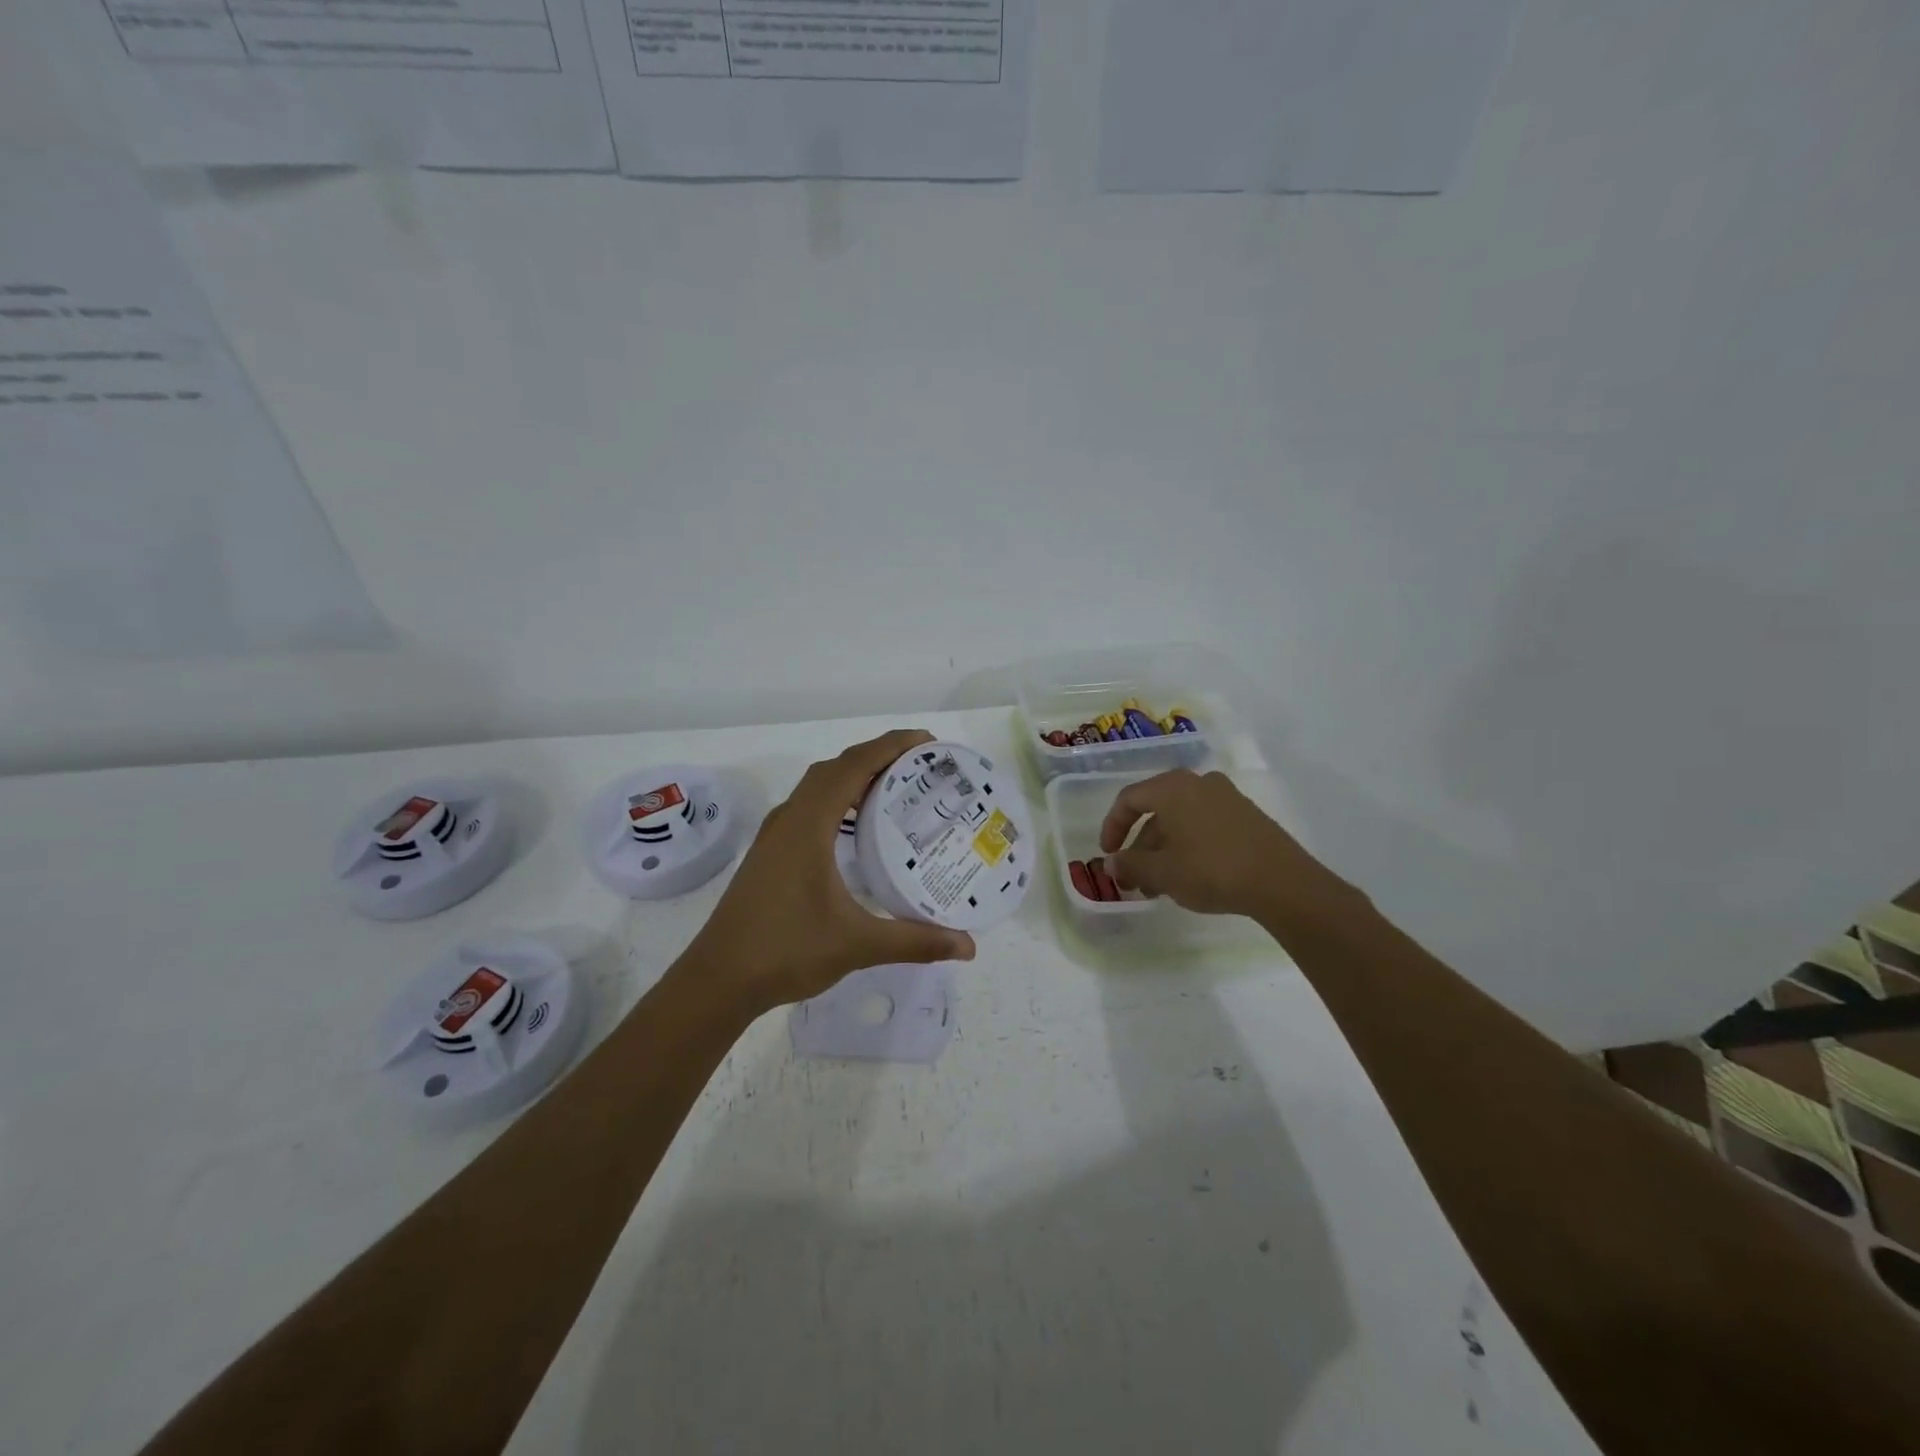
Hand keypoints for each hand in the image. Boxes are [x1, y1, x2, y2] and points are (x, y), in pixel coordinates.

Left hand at [683, 728, 976, 1013]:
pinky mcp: (770, 853)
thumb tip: (968, 947)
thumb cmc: (785, 951)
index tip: (927, 742)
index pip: (853, 766)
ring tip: (896, 788)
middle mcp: (789, 819)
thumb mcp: (857, 944)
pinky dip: (838, 799)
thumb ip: (915, 941)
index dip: (891, 746)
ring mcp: (775, 835)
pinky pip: (809, 807)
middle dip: (878, 756)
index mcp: (808, 825)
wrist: (717, 980)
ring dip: (855, 776)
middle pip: (836, 768)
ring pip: (818, 787)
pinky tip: (857, 827)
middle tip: (921, 765)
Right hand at [1097, 768, 1361, 928]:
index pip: (1129, 799)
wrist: (1282, 882)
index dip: (1112, 827)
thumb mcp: (1162, 872)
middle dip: (1140, 846)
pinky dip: (1188, 846)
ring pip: (1181, 821)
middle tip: (1134, 878)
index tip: (1108, 855)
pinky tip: (1189, 876)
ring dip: (1163, 850)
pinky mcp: (1247, 816)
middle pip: (1156, 811)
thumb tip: (1112, 863)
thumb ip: (1131, 864)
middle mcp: (1198, 783)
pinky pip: (1204, 825)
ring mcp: (1226, 797)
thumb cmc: (1211, 870)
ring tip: (1159, 886)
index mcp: (1172, 787)